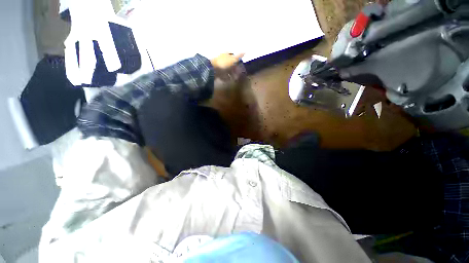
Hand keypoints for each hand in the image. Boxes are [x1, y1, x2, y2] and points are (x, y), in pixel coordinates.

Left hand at [211, 53, 245, 80]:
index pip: (234, 57)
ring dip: (231, 75)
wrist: (212, 70)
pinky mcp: (217, 73)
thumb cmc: (224, 63)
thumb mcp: (233, 59)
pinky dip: (226, 78)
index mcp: (227, 55)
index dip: (238, 61)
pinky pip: (223, 75)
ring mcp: (220, 66)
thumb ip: (238, 56)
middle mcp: (223, 59)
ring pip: (228, 70)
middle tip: (238, 75)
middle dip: (235, 70)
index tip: (241, 67)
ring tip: (234, 79)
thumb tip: (245, 51)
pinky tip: (228, 80)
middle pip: (231, 64)